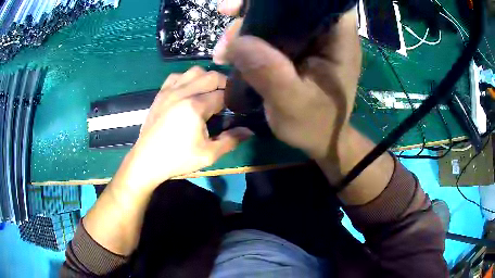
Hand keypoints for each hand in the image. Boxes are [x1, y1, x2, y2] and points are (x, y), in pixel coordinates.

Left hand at [115, 67, 251, 191]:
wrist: (147, 160)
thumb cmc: (177, 159)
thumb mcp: (208, 154)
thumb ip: (231, 140)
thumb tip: (249, 130)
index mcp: (196, 106)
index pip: (223, 94)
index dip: (234, 99)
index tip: (239, 106)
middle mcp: (183, 92)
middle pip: (211, 76)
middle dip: (224, 83)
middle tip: (228, 97)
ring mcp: (169, 91)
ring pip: (194, 71)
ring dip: (206, 78)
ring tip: (209, 91)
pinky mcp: (160, 93)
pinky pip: (176, 76)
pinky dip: (186, 78)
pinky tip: (188, 89)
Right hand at [214, 1, 361, 161]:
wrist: (322, 141)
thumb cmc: (316, 126)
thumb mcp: (292, 104)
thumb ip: (269, 73)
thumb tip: (236, 42)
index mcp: (339, 40)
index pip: (322, 0)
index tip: (255, 2)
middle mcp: (328, 33)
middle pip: (294, 4)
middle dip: (257, 8)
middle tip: (226, 18)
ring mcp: (312, 40)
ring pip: (279, 16)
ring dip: (248, 24)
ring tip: (224, 48)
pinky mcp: (299, 48)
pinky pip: (273, 32)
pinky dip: (251, 36)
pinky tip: (231, 50)